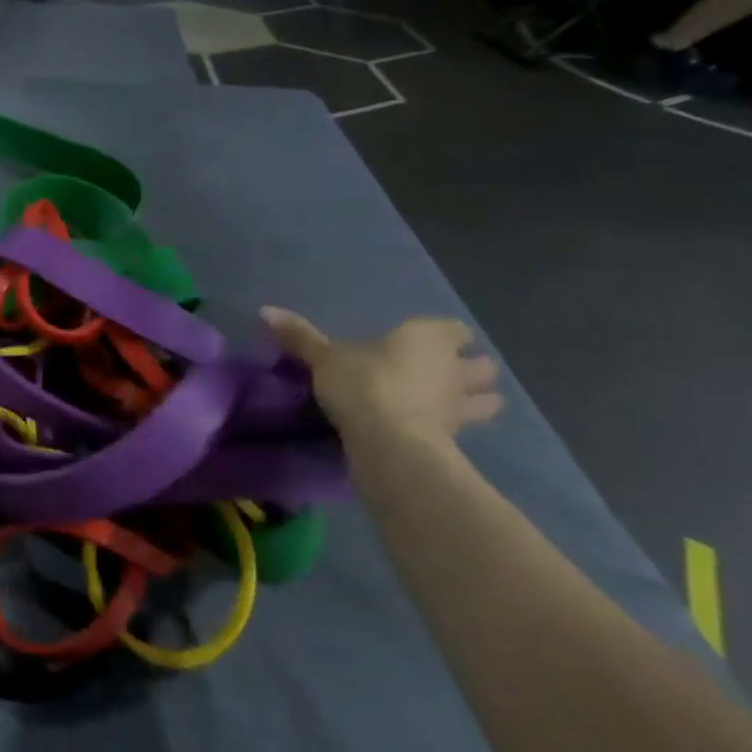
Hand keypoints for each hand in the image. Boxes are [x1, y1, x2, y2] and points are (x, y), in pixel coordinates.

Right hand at [262, 308, 503, 444]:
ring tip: (450, 407)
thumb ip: (299, 336)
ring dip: (476, 402)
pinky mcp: (456, 441)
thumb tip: (264, 310)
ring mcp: (459, 406)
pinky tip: (435, 436)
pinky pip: (464, 432)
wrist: (388, 441)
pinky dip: (455, 432)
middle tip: (445, 375)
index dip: (445, 335)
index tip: (430, 341)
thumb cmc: (361, 384)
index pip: (454, 330)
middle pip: (480, 365)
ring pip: (486, 400)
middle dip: (470, 370)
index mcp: (427, 337)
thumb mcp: (323, 358)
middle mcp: (452, 367)